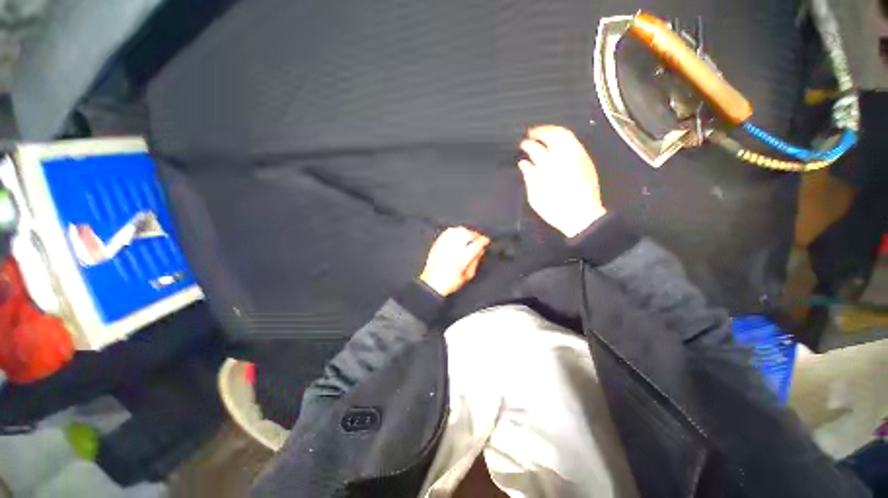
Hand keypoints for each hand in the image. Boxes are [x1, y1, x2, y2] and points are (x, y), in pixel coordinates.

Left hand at [419, 227, 490, 296]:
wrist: (432, 283)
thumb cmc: (450, 282)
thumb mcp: (468, 275)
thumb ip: (476, 261)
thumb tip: (481, 250)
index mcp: (461, 259)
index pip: (475, 245)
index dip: (483, 241)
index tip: (486, 241)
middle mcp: (452, 250)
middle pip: (466, 234)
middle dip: (475, 234)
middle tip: (479, 238)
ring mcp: (443, 245)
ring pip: (456, 231)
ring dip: (465, 231)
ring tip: (469, 236)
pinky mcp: (437, 244)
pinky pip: (447, 232)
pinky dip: (454, 231)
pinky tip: (458, 234)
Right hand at [517, 126, 606, 237]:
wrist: (582, 217)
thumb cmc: (556, 210)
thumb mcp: (535, 197)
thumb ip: (529, 177)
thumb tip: (524, 163)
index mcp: (548, 167)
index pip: (536, 148)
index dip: (527, 144)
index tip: (522, 144)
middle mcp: (564, 158)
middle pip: (553, 135)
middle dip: (541, 131)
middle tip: (532, 133)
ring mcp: (578, 157)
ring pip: (566, 135)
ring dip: (553, 131)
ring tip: (545, 134)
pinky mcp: (586, 160)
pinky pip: (575, 142)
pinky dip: (564, 138)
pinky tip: (558, 143)